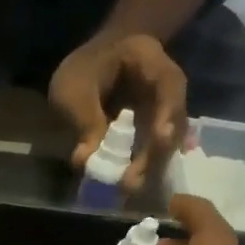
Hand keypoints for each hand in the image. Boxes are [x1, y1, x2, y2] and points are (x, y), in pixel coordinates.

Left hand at [49, 32, 185, 191]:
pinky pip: (156, 149)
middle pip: (173, 117)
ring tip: (128, 187)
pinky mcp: (155, 129)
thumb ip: (83, 119)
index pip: (169, 82)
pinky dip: (145, 165)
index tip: (161, 138)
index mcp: (148, 58)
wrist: (84, 72)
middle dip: (155, 151)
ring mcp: (164, 108)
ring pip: (168, 138)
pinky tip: (133, 183)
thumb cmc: (79, 71)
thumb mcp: (71, 89)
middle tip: (132, 181)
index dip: (169, 110)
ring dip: (150, 164)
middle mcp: (165, 85)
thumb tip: (85, 160)